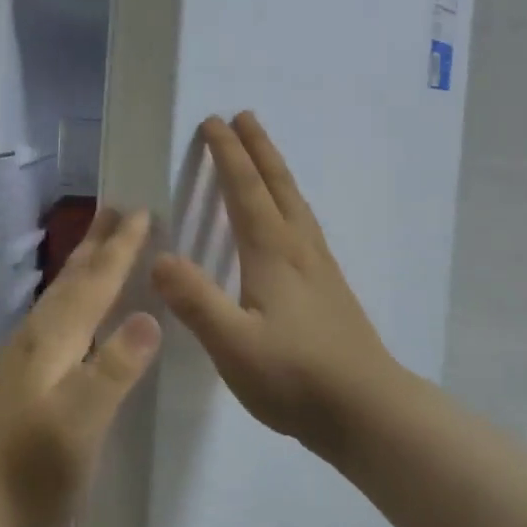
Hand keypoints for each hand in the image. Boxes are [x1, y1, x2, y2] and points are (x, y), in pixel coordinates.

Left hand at [0, 207, 161, 526]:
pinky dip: (72, 297)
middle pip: (71, 279)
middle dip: (96, 243)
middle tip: (116, 207)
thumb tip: (149, 316)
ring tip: (99, 244)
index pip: (94, 282)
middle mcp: (35, 337)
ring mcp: (23, 358)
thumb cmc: (34, 471)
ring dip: (82, 265)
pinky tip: (74, 312)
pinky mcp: (20, 379)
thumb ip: (115, 367)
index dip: (120, 248)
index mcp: (53, 340)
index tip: (142, 211)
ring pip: (60, 296)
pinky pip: (55, 317)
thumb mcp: (83, 421)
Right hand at [152, 113, 402, 459]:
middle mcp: (299, 249)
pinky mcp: (330, 287)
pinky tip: (291, 220)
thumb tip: (159, 256)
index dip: (228, 155)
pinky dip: (290, 201)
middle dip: (258, 149)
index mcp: (273, 254)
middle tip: (243, 116)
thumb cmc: (296, 378)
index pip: (246, 191)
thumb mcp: (234, 345)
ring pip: (295, 203)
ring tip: (265, 154)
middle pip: (277, 185)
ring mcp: (320, 267)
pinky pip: (304, 224)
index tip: (213, 122)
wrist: (368, 410)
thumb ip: (196, 300)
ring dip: (277, 170)